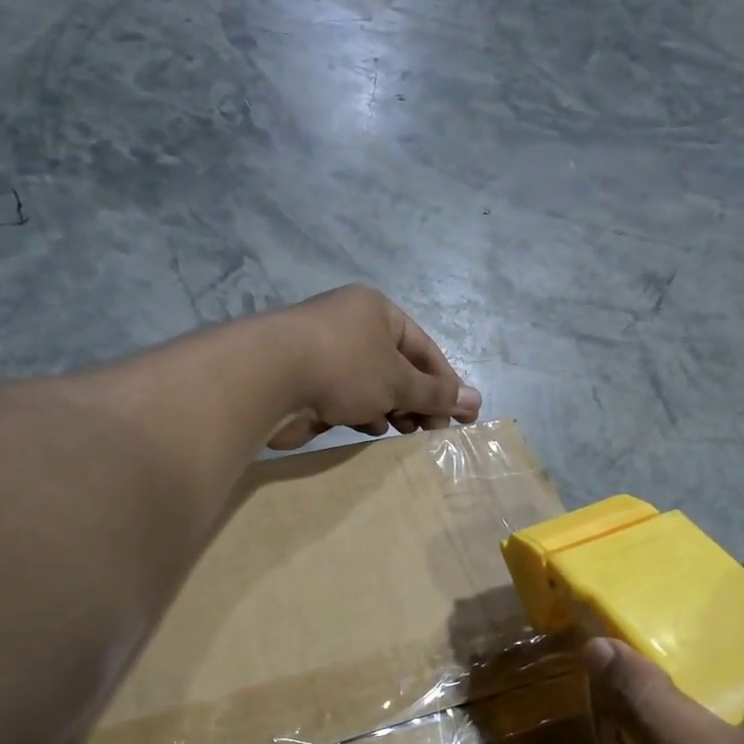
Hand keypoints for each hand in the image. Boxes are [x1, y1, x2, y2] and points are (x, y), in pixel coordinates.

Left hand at [265, 286, 482, 448]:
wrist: (266, 378)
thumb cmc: (344, 367)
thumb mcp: (398, 381)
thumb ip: (436, 393)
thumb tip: (477, 401)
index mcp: (376, 311)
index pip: (423, 347)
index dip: (445, 381)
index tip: (461, 414)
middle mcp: (350, 326)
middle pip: (397, 366)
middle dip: (418, 398)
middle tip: (434, 429)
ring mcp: (325, 353)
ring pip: (371, 384)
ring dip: (392, 408)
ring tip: (407, 432)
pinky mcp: (305, 381)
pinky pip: (345, 398)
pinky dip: (362, 413)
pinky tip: (371, 430)